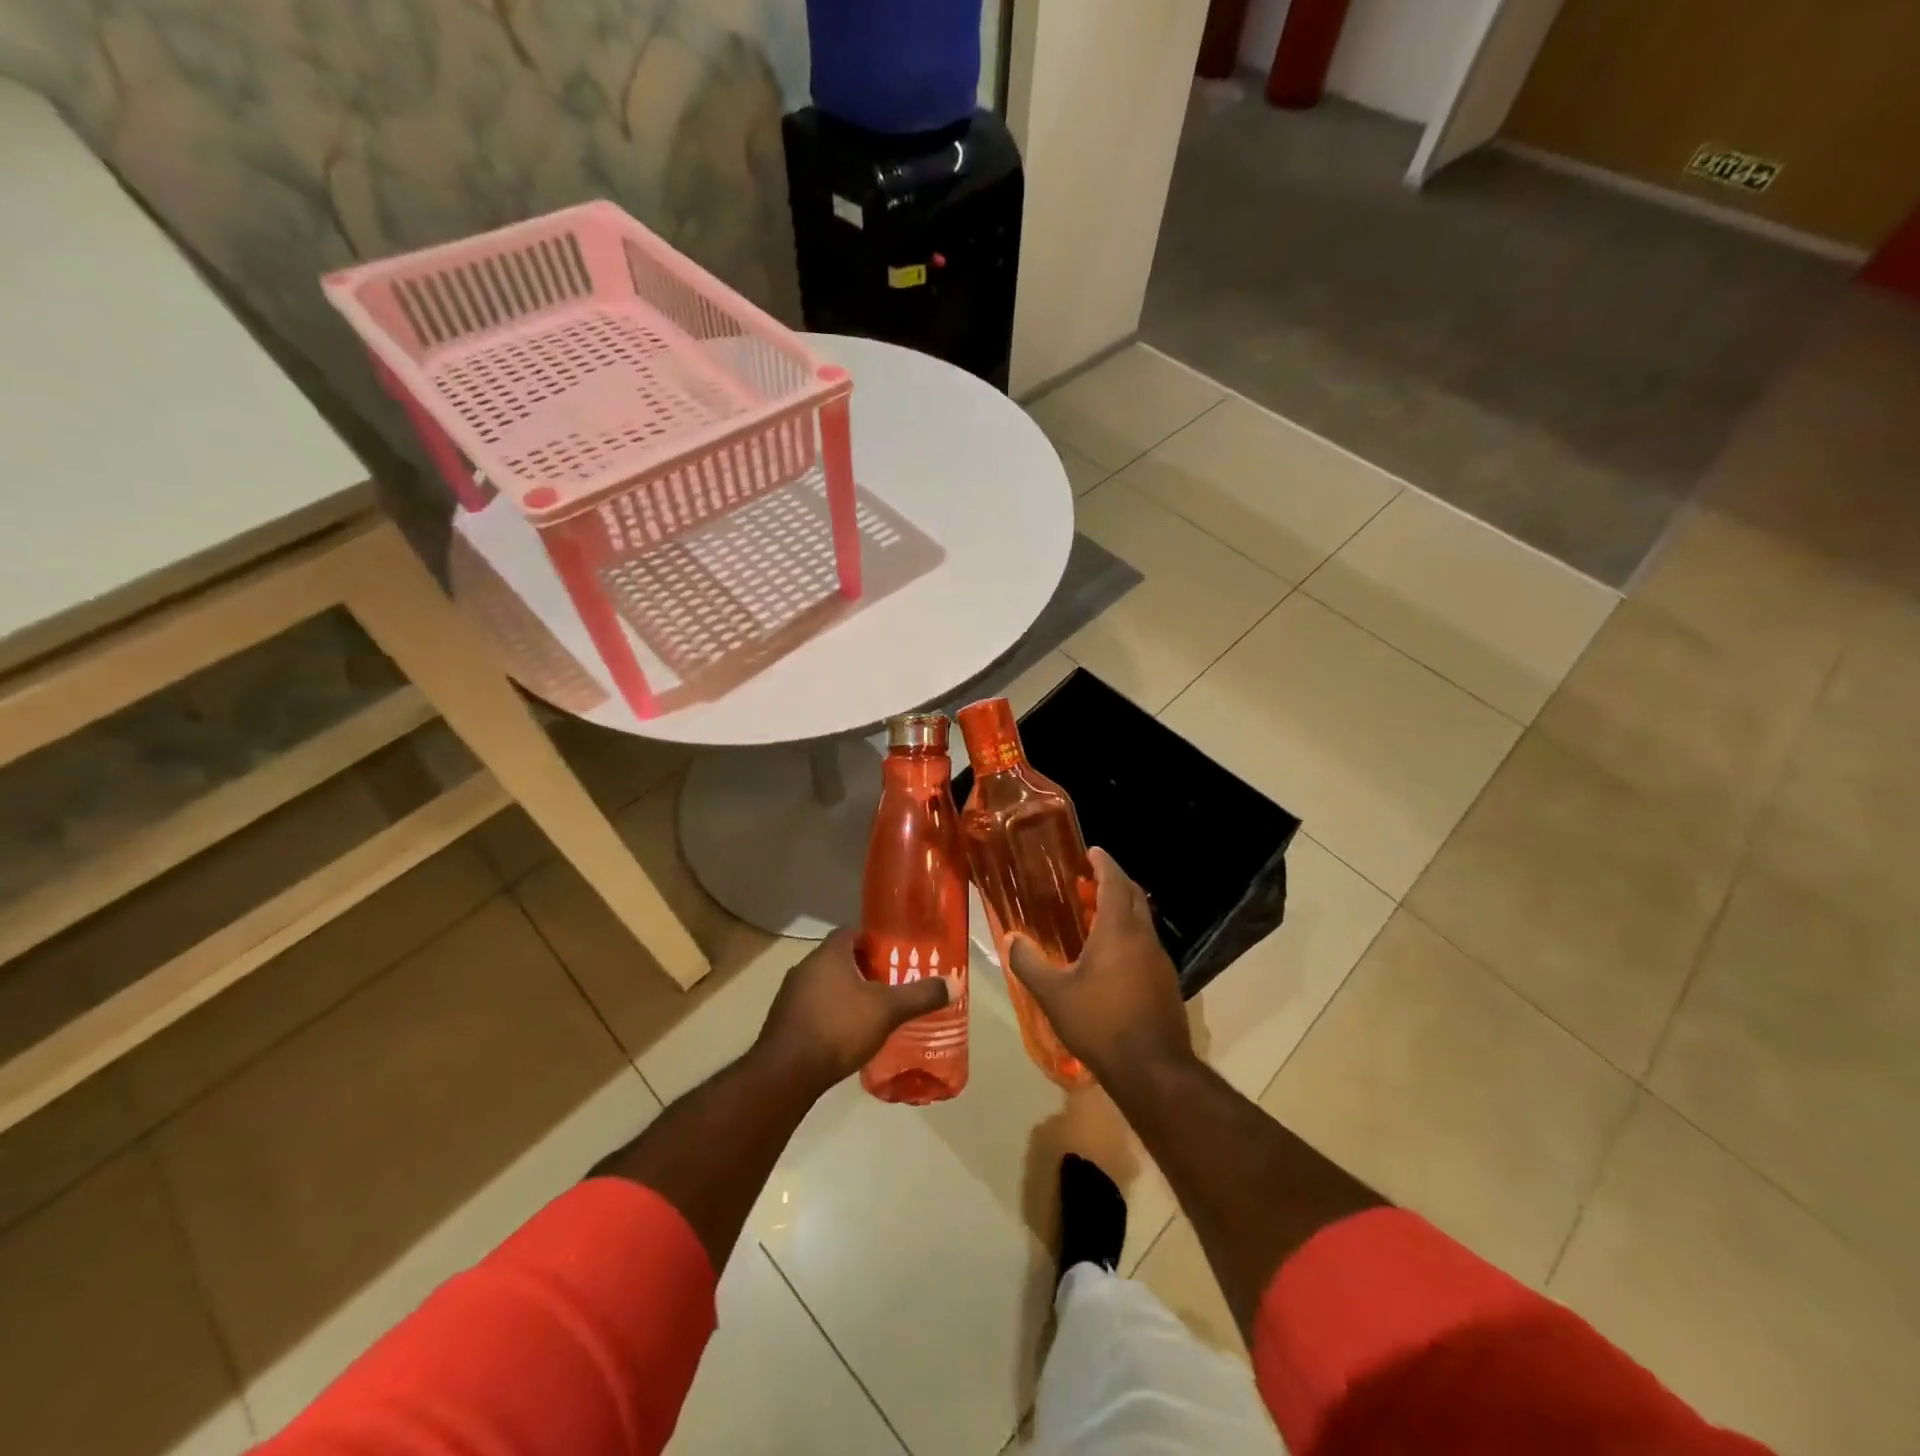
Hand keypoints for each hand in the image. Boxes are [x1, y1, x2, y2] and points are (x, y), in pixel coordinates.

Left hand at [755, 929, 950, 1094]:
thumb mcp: (888, 1010)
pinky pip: (810, 1008)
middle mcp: (805, 967)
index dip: (871, 941)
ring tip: (868, 1011)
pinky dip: (828, 1014)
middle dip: (860, 969)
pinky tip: (844, 1035)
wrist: (787, 1073)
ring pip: (822, 984)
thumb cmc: (839, 1028)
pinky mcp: (782, 1021)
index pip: (850, 932)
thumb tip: (954, 983)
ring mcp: (789, 995)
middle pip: (837, 958)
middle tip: (886, 984)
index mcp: (829, 954)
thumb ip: (920, 995)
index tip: (890, 956)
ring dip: (842, 993)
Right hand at [1006, 849, 1193, 1083]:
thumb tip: (1010, 938)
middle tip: (1088, 880)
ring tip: (1094, 916)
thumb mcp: (1054, 995)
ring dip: (1121, 910)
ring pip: (1142, 921)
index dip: (1104, 863)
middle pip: (1133, 896)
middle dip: (1114, 882)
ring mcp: (1160, 961)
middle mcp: (1144, 938)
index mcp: (1119, 931)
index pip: (1115, 882)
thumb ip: (1029, 963)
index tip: (1092, 851)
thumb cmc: (1100, 1024)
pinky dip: (1129, 935)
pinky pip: (1146, 944)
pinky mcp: (1166, 983)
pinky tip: (1110, 958)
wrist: (1153, 1071)